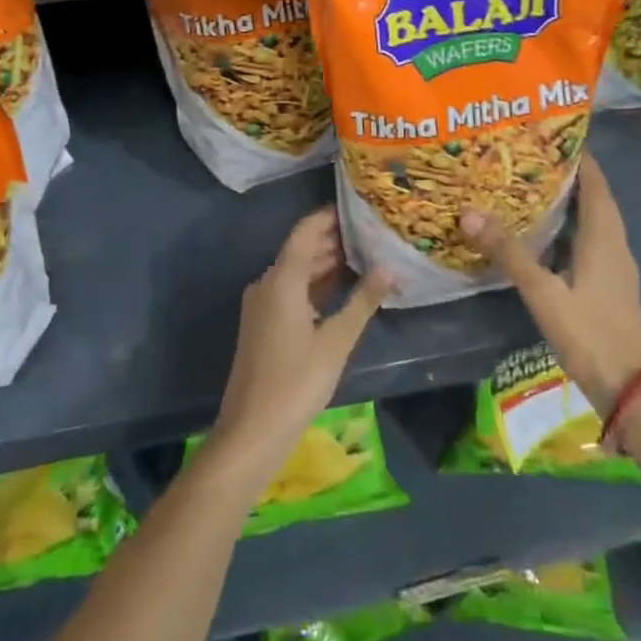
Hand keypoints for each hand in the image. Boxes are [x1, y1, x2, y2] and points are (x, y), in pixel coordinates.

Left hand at [209, 207, 391, 481]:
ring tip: (365, 255)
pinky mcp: (263, 324)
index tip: (359, 207)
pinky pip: (291, 290)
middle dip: (334, 238)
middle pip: (302, 248)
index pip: (306, 231)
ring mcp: (262, 304)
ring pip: (297, 270)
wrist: (250, 433)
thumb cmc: (295, 382)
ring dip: (326, 262)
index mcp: (282, 279)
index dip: (330, 216)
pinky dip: (316, 284)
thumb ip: (363, 301)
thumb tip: (390, 267)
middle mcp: (268, 283)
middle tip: (372, 231)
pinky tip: (342, 289)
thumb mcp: (336, 341)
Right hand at [460, 153, 640, 416]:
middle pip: (596, 197)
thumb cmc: (588, 332)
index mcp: (603, 236)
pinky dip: (574, 225)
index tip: (550, 135)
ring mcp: (617, 264)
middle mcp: (615, 243)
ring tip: (536, 187)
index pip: (595, 182)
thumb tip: (470, 213)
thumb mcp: (542, 292)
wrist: (629, 387)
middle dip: (570, 174)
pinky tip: (549, 234)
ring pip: (596, 219)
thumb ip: (508, 252)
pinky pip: (594, 239)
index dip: (578, 156)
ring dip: (573, 200)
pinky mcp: (612, 283)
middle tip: (532, 158)